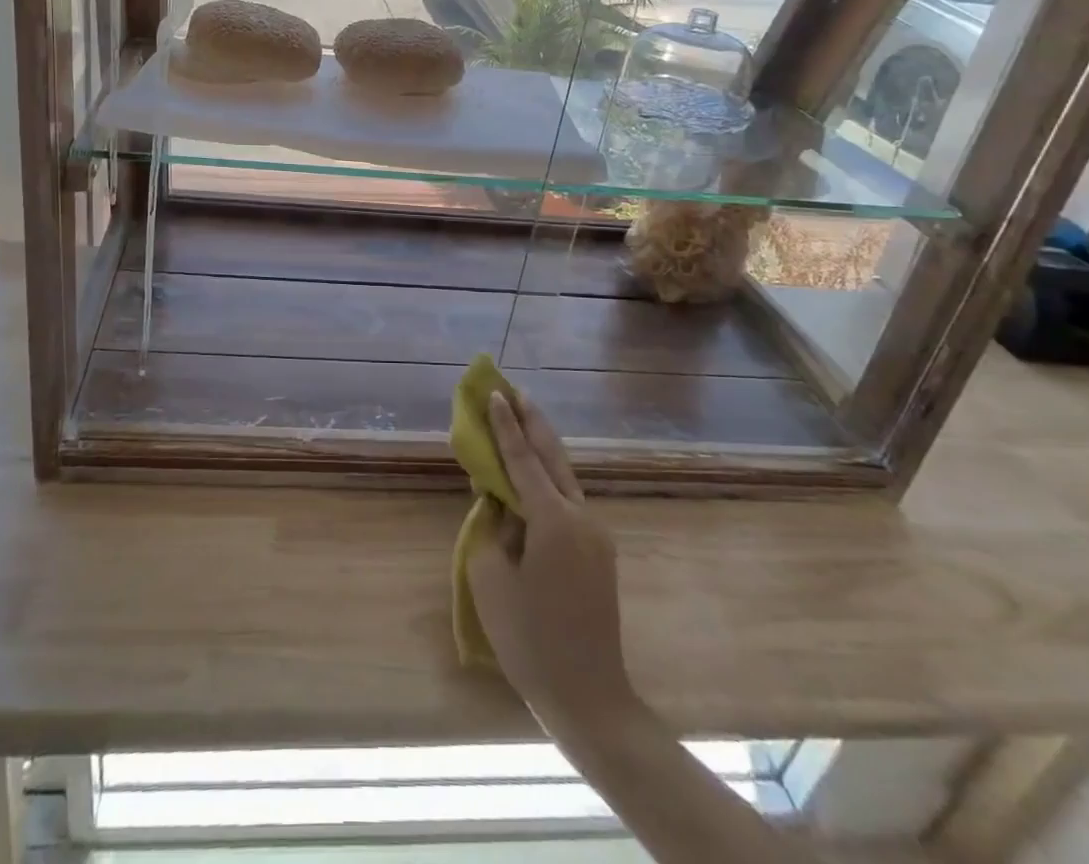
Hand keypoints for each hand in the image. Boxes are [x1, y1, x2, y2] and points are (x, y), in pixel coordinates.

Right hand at [466, 392, 632, 731]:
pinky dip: (548, 479)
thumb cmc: (530, 639)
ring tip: (522, 420)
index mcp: (553, 520)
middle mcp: (580, 517)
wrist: (589, 697)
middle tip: (514, 391)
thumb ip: (490, 528)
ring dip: (542, 447)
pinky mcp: (598, 553)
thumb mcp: (491, 579)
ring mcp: (595, 534)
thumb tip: (498, 501)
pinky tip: (533, 477)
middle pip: (554, 456)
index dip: (506, 426)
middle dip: (533, 422)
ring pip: (565, 477)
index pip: (523, 460)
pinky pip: (568, 501)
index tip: (495, 393)